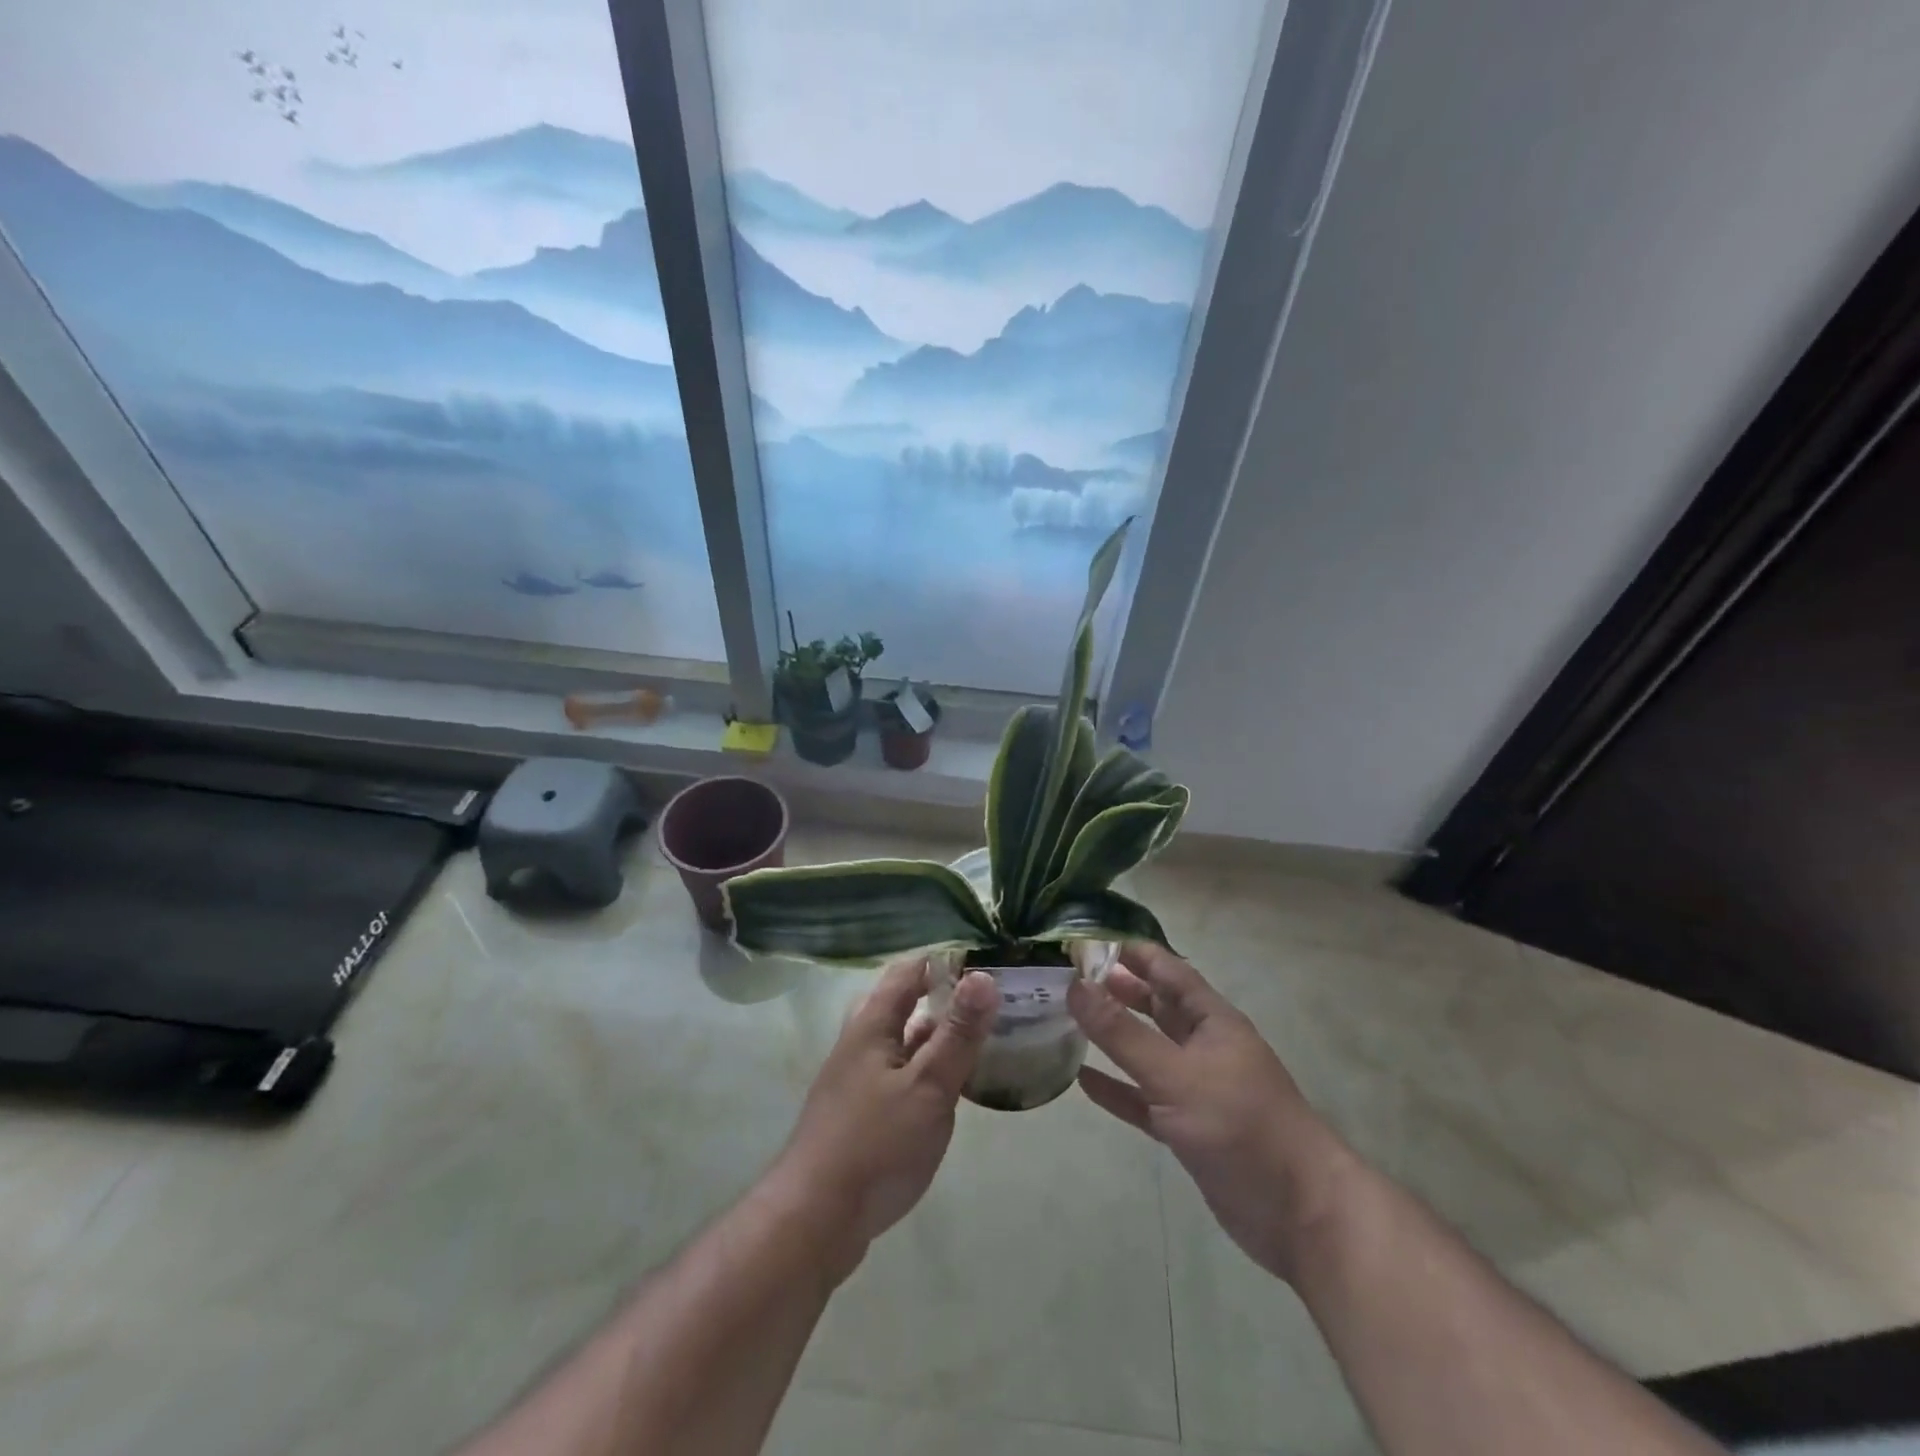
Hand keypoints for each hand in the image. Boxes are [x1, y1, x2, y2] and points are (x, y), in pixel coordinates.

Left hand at [767, 957, 997, 1279]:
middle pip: (901, 1004)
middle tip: (985, 1002)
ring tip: (977, 1039)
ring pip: (900, 1042)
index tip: (986, 962)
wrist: (815, 1219)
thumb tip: (984, 976)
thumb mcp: (928, 1086)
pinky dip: (924, 1069)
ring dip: (934, 1035)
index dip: (944, 961)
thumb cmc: (876, 1144)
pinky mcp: (859, 1114)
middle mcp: (860, 1043)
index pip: (908, 971)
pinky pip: (898, 1074)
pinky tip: (947, 1090)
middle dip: (940, 997)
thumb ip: (958, 1034)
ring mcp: (856, 1080)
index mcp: (872, 1024)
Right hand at [1068, 943, 1355, 1283]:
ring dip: (1113, 1037)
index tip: (1087, 940)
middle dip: (1118, 990)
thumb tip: (1075, 986)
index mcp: (1212, 1021)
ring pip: (1147, 1052)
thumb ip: (1123, 1033)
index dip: (1132, 953)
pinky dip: (1117, 1089)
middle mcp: (1204, 1047)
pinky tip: (1083, 1080)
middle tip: (1070, 977)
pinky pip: (1143, 1100)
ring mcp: (1197, 1090)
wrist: (1301, 1215)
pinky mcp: (1188, 1129)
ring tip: (1070, 1019)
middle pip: (1156, 1007)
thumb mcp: (1177, 1075)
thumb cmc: (1242, 1126)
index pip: (1168, 971)